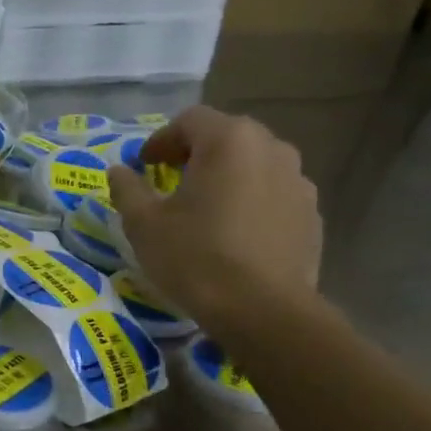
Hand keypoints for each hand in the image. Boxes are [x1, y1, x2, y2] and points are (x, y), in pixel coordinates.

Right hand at [108, 107, 322, 333]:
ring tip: (204, 207)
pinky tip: (233, 232)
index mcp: (229, 141)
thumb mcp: (143, 223)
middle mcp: (272, 149)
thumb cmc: (194, 257)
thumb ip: (127, 188)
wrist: (262, 311)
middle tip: (170, 180)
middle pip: (226, 136)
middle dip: (195, 153)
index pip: (190, 120)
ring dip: (226, 175)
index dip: (161, 139)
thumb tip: (119, 171)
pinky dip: (250, 200)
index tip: (143, 165)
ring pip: (254, 164)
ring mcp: (299, 181)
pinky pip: (273, 193)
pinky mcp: (312, 214)